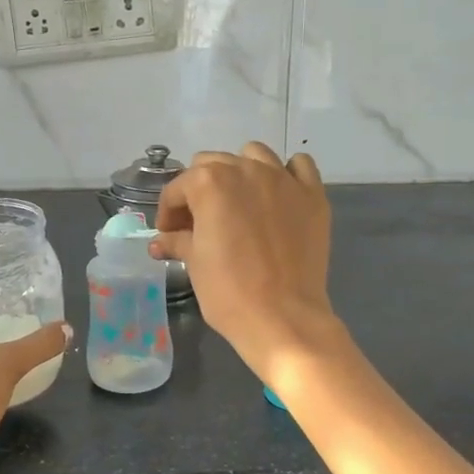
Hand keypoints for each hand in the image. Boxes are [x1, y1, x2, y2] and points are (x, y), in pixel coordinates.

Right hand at [148, 142, 341, 384]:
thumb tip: (160, 241)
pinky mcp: (312, 196)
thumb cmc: (228, 291)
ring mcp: (283, 179)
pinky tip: (278, 196)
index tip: (168, 234)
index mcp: (209, 182)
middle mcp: (246, 169)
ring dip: (240, 172)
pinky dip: (286, 174)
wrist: (283, 317)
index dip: (168, 212)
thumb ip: (177, 240)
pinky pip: (299, 167)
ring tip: (238, 203)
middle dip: (199, 190)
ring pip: (255, 155)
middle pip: (213, 164)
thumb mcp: (195, 263)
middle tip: (198, 222)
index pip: (178, 188)